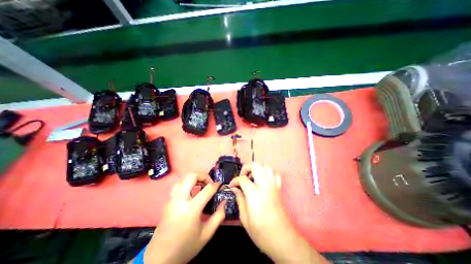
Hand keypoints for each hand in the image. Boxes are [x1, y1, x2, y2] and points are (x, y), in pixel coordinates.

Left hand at [144, 173, 227, 263]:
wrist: (160, 258)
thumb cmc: (186, 246)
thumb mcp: (207, 233)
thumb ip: (219, 215)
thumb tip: (224, 200)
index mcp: (191, 209)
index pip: (207, 189)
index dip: (216, 185)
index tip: (220, 186)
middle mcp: (180, 200)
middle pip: (192, 175)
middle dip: (204, 175)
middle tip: (210, 183)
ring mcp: (172, 199)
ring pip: (184, 178)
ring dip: (195, 178)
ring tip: (202, 186)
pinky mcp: (168, 201)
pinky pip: (179, 185)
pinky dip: (188, 183)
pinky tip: (192, 192)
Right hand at [229, 163, 327, 263]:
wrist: (283, 240)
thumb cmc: (261, 232)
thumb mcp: (245, 219)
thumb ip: (239, 199)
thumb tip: (234, 188)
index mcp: (254, 193)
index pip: (242, 178)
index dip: (234, 180)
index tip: (232, 186)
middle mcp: (265, 185)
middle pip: (255, 165)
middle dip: (246, 168)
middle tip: (242, 177)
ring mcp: (273, 185)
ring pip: (266, 166)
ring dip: (257, 168)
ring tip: (252, 177)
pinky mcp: (279, 188)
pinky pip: (275, 174)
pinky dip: (268, 173)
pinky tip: (263, 181)